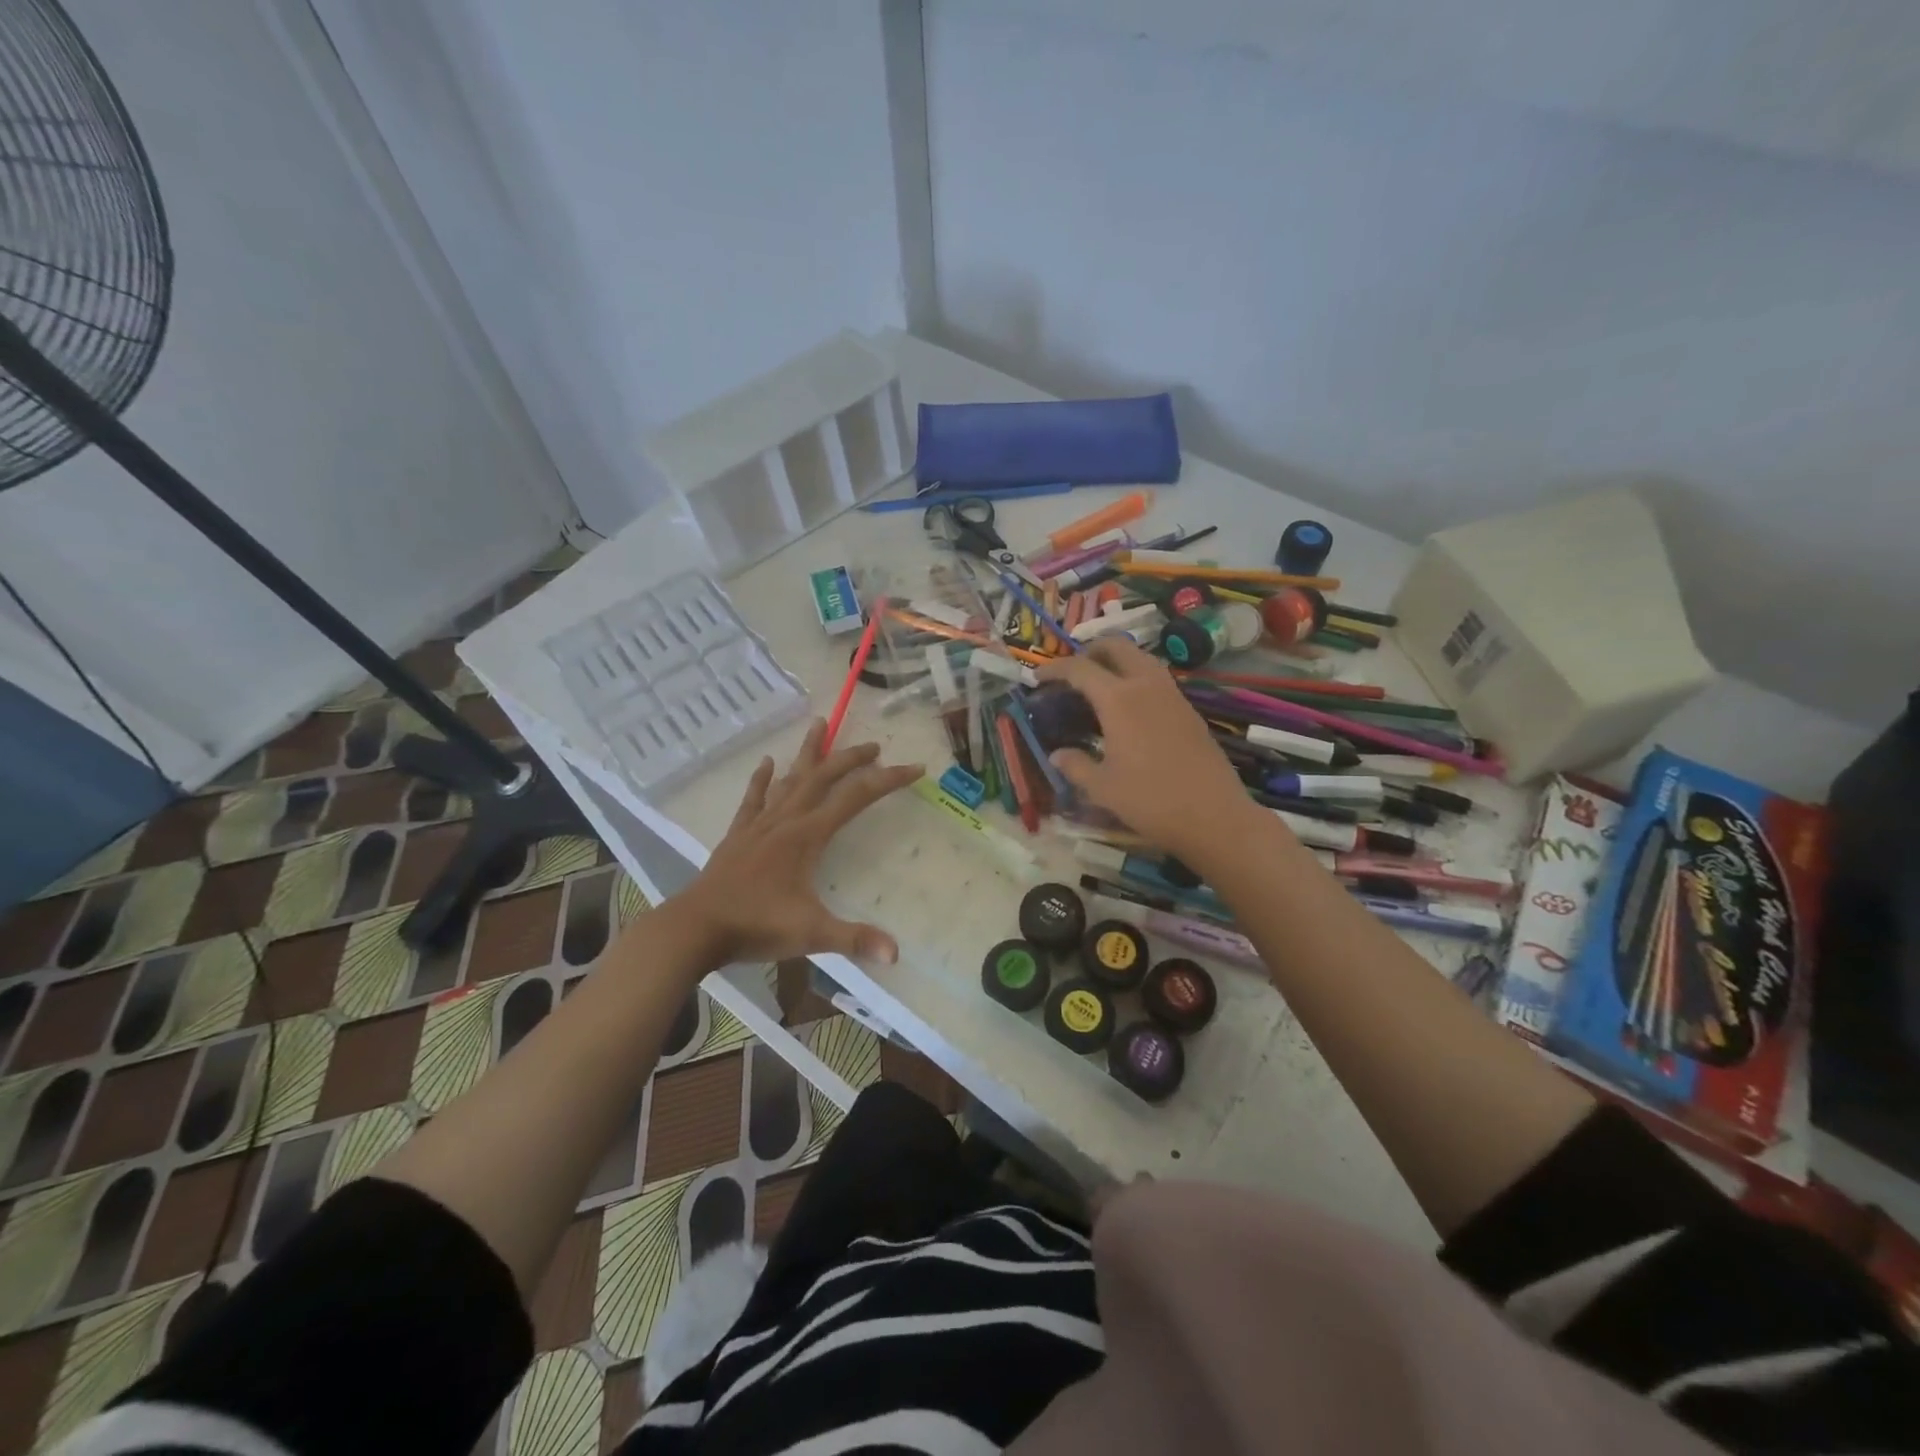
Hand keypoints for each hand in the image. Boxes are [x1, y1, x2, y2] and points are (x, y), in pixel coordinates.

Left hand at [675, 721, 922, 968]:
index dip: (888, 780)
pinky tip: (768, 763)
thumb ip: (854, 939)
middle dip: (851, 758)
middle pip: (823, 778)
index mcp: (808, 836)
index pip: (856, 798)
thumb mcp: (811, 934)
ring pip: (789, 780)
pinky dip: (762, 780)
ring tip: (819, 725)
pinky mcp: (738, 835)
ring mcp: (759, 825)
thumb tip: (896, 954)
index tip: (914, 768)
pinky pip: (754, 799)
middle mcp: (786, 821)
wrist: (695, 927)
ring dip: (808, 754)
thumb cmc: (756, 926)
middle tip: (874, 746)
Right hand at [1036, 637, 1257, 861]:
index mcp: (1119, 699)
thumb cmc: (1150, 800)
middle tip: (1073, 672)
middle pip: (1117, 647)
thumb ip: (1075, 766)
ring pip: (1141, 658)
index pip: (1080, 668)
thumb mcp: (1102, 788)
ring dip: (1117, 662)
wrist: (1214, 815)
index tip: (1038, 678)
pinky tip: (1129, 708)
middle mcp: (1146, 685)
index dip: (1055, 669)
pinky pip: (1157, 678)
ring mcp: (1172, 695)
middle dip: (1090, 651)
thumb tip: (1056, 755)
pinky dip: (1136, 678)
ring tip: (1099, 686)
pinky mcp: (1189, 710)